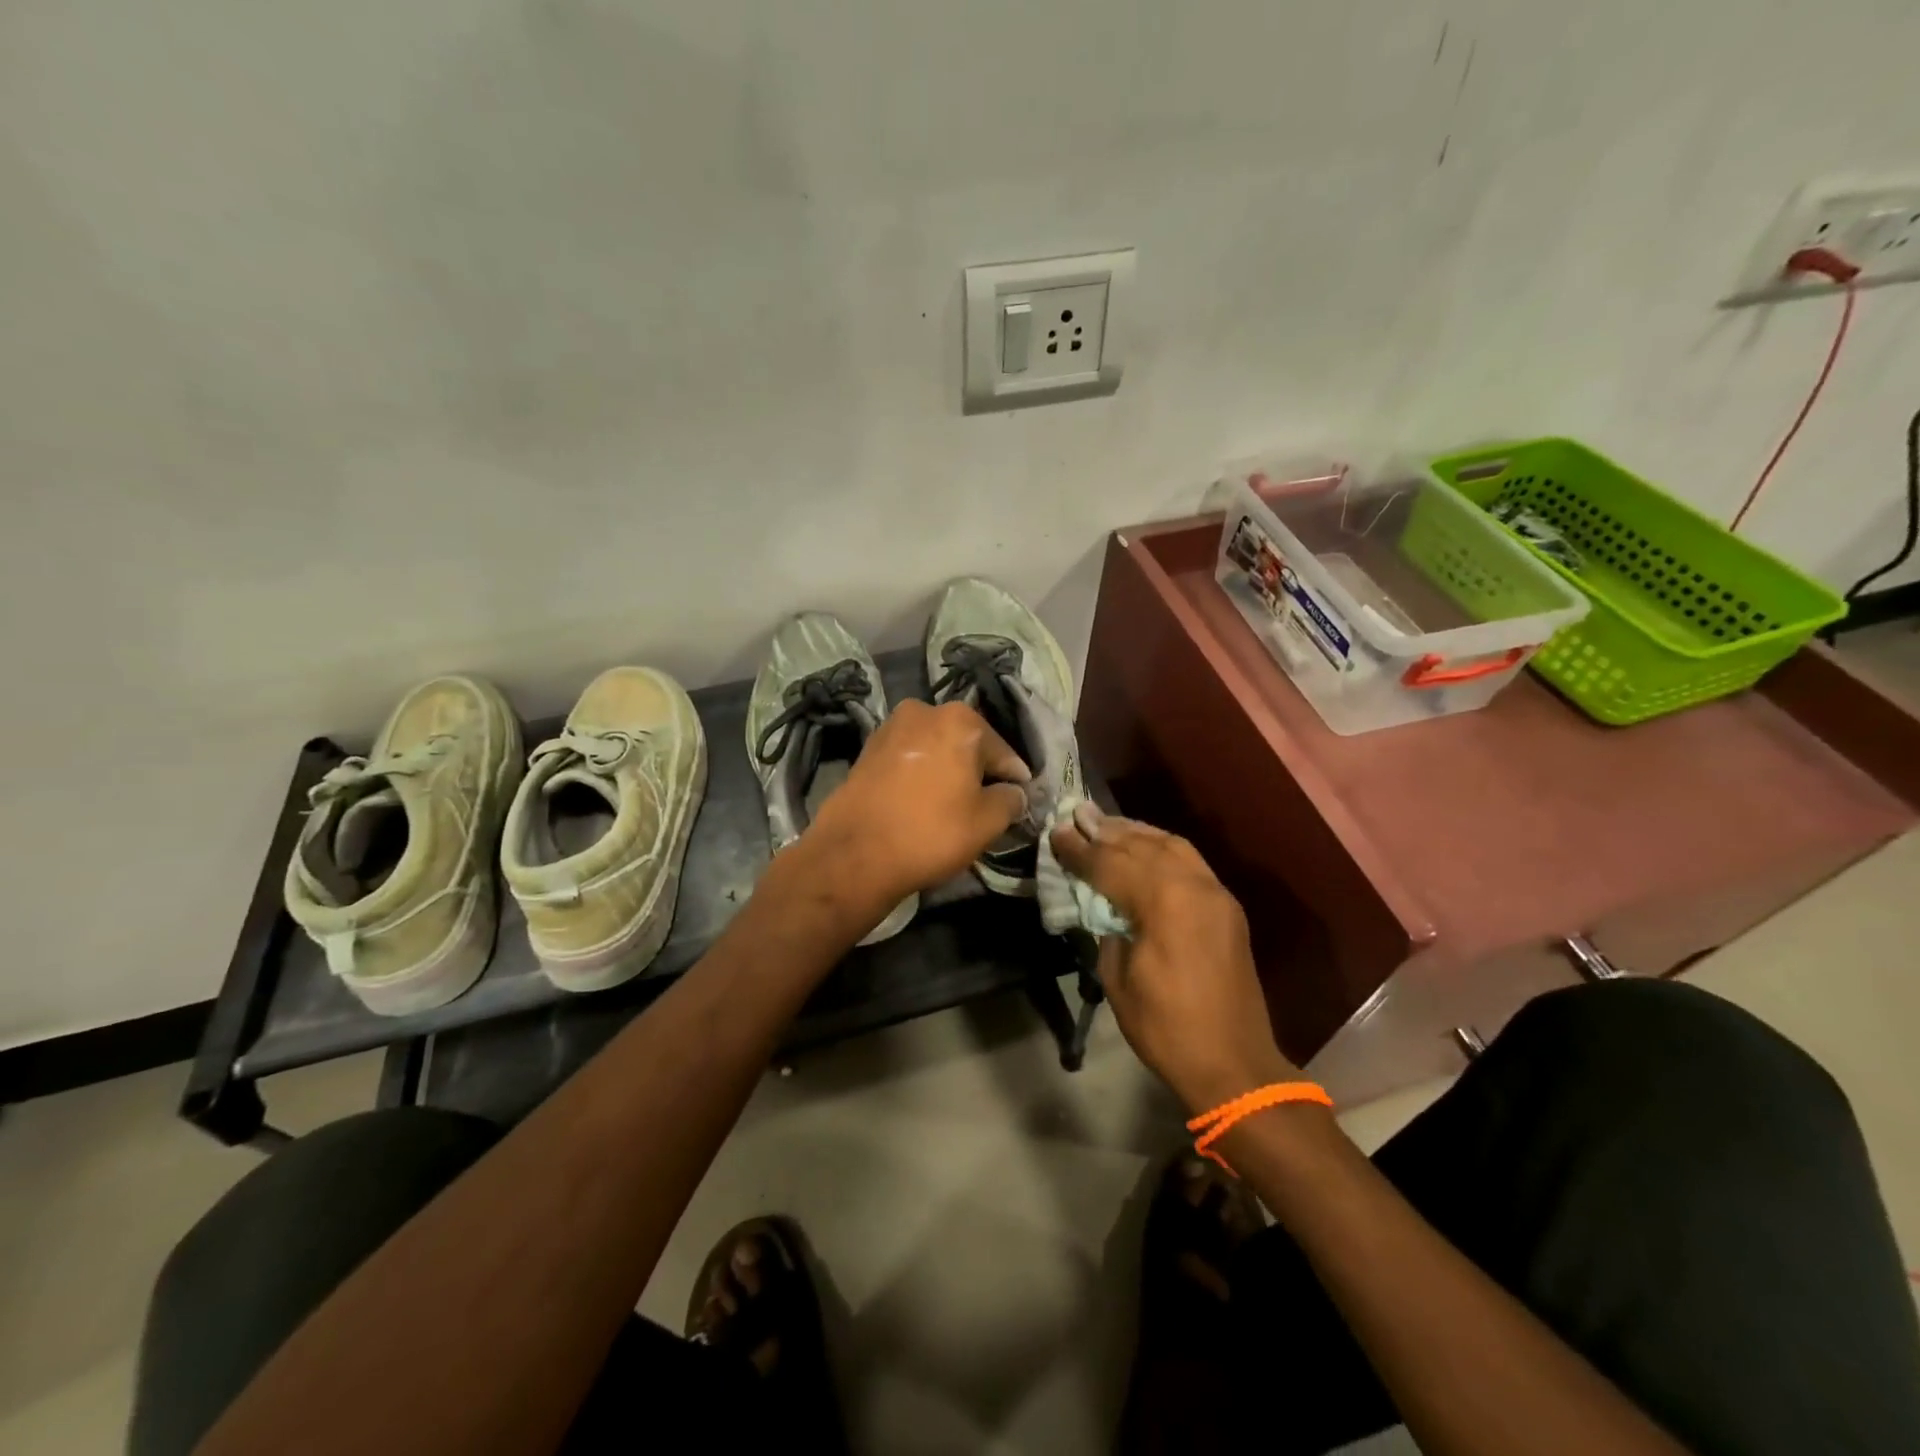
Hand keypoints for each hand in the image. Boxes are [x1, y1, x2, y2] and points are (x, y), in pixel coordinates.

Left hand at [803, 699, 1030, 916]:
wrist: (854, 853)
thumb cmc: (931, 832)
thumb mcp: (987, 822)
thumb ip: (1011, 800)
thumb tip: (1013, 793)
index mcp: (960, 719)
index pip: (1003, 752)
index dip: (1015, 781)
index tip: (1019, 803)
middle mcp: (925, 711)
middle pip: (967, 745)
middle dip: (978, 772)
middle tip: (986, 807)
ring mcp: (891, 728)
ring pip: (935, 750)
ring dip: (947, 772)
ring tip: (952, 807)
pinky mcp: (867, 750)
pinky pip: (909, 760)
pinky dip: (921, 777)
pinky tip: (922, 804)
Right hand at [1050, 807, 1300, 1111]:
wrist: (1234, 1064)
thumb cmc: (1166, 1028)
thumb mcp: (1118, 979)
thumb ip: (1108, 929)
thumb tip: (1104, 906)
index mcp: (1165, 903)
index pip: (1111, 864)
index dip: (1080, 850)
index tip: (1056, 833)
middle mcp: (1194, 886)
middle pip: (1142, 846)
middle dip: (1106, 832)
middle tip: (1077, 816)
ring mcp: (1216, 893)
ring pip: (1172, 845)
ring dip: (1136, 833)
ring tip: (1107, 825)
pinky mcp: (1227, 906)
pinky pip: (1190, 862)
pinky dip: (1162, 848)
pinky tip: (1144, 848)